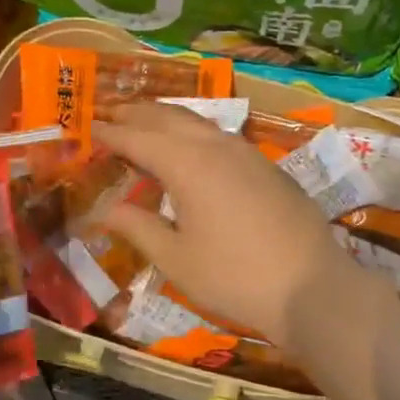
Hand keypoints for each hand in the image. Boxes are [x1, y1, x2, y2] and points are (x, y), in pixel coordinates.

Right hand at [94, 102, 371, 356]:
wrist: (312, 286)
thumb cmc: (234, 277)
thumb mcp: (176, 259)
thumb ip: (138, 227)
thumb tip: (107, 209)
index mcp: (187, 164)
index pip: (137, 137)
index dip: (110, 132)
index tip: (88, 126)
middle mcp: (215, 145)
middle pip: (167, 117)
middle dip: (136, 113)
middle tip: (109, 113)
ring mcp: (245, 151)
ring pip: (196, 121)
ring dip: (166, 116)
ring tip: (145, 119)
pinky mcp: (266, 164)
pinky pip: (218, 134)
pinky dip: (192, 130)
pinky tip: (191, 145)